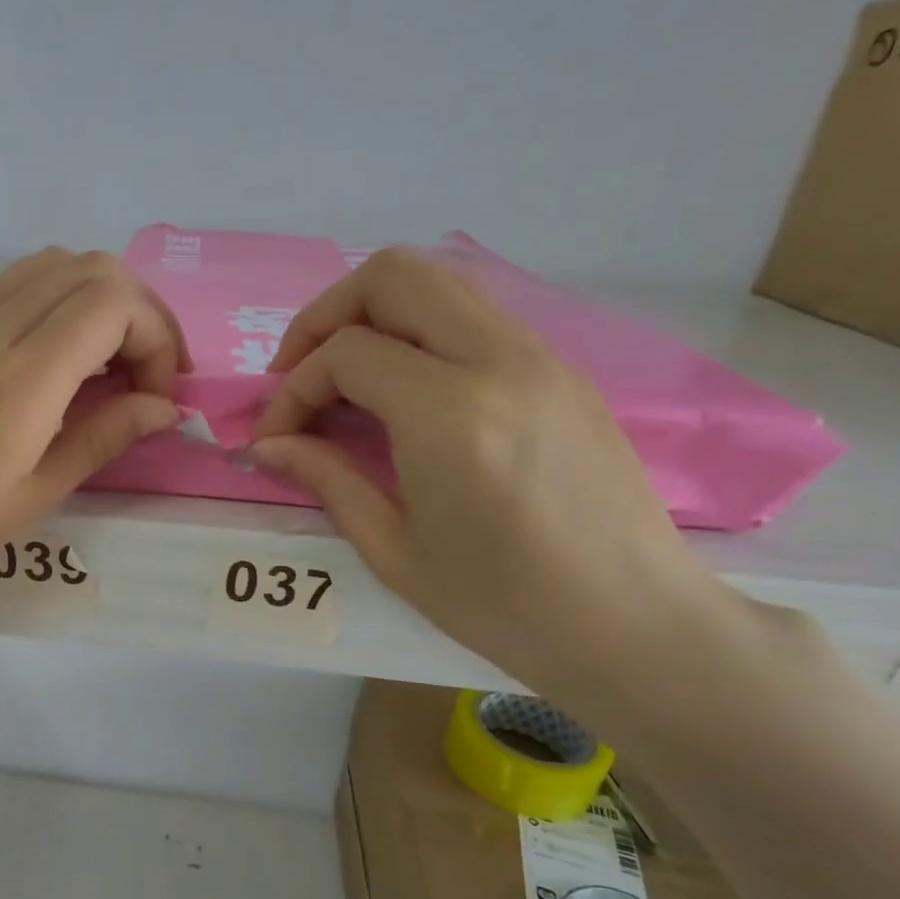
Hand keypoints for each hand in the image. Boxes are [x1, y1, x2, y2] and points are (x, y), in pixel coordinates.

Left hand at [0, 249, 187, 711]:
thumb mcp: (32, 496)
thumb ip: (103, 438)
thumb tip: (163, 407)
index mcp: (21, 377)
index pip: (115, 303)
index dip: (157, 337)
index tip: (157, 394)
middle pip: (89, 268)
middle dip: (137, 312)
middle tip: (142, 373)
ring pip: (45, 267)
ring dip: (91, 302)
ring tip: (97, 364)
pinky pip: (1, 288)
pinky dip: (43, 307)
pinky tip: (37, 363)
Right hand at [251, 249, 738, 710]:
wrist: (633, 622)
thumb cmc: (502, 603)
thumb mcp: (393, 549)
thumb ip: (325, 478)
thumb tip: (266, 446)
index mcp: (450, 415)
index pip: (346, 353)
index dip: (293, 391)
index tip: (274, 438)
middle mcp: (499, 362)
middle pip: (394, 276)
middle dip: (326, 316)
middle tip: (298, 374)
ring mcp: (540, 358)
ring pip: (439, 284)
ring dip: (373, 318)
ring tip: (343, 383)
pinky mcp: (560, 370)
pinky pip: (473, 318)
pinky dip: (418, 335)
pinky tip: (401, 396)